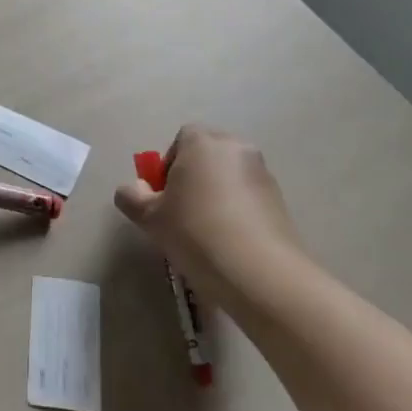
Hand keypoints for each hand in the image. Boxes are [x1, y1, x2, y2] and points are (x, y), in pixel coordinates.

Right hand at [113, 125, 306, 306]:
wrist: (258, 272)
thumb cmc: (195, 232)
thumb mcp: (149, 217)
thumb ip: (131, 196)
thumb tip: (134, 190)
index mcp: (203, 142)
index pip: (181, 139)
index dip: (168, 164)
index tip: (164, 196)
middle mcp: (236, 148)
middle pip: (207, 154)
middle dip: (193, 176)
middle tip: (181, 211)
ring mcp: (263, 174)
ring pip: (229, 176)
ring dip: (216, 193)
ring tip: (206, 231)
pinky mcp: (280, 201)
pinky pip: (248, 196)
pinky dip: (237, 210)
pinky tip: (229, 241)